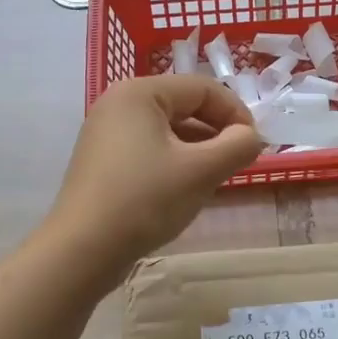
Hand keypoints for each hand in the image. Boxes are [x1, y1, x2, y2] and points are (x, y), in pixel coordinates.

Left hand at [50, 75, 263, 271]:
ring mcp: (106, 133)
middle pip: (185, 106)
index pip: (203, 88)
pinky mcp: (103, 161)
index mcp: (140, 93)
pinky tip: (185, 190)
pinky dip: (175, 163)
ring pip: (168, 131)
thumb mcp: (202, 171)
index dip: (236, 114)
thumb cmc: (145, 200)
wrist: (82, 250)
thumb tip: (251, 137)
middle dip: (217, 133)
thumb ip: (237, 146)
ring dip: (199, 150)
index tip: (254, 146)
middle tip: (238, 164)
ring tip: (215, 179)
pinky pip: (150, 150)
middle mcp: (119, 103)